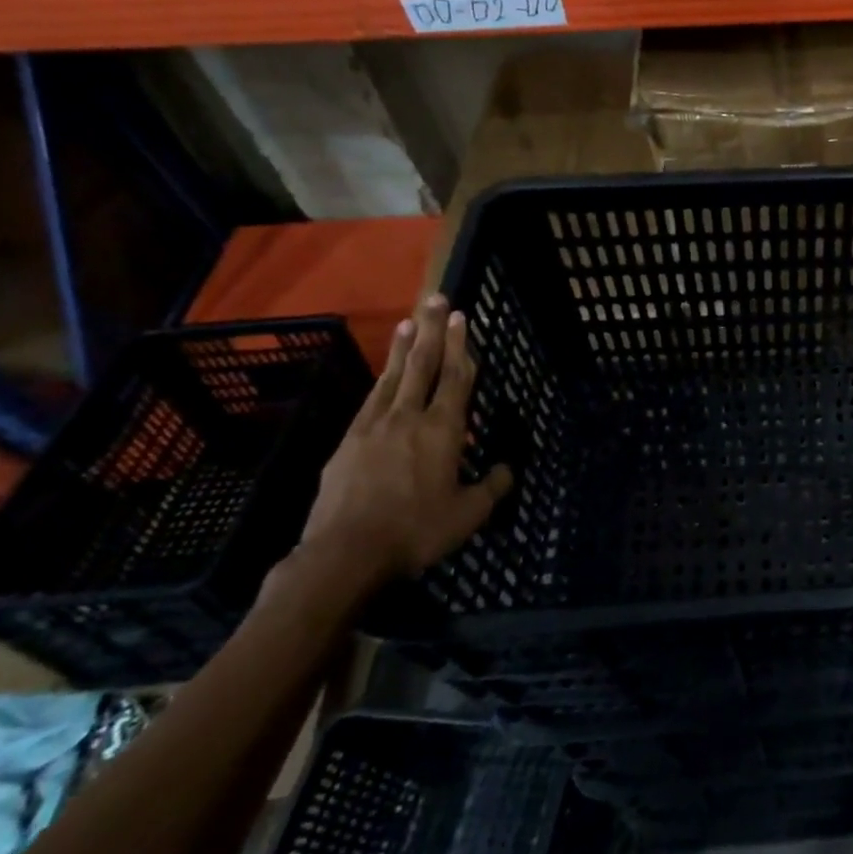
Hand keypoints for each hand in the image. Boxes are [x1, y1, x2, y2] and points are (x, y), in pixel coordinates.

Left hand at [299, 294, 512, 586]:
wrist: (345, 555)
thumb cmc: (417, 531)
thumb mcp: (469, 515)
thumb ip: (492, 487)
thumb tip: (507, 469)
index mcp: (443, 430)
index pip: (457, 378)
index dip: (462, 345)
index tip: (462, 317)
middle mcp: (408, 417)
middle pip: (422, 365)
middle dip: (432, 330)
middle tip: (435, 298)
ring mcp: (373, 428)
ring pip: (391, 378)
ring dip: (402, 348)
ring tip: (408, 322)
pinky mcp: (347, 443)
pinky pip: (370, 402)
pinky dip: (380, 381)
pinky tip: (382, 377)